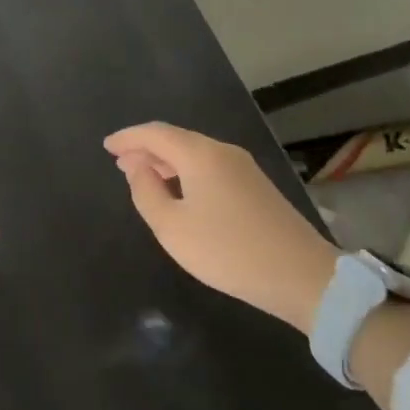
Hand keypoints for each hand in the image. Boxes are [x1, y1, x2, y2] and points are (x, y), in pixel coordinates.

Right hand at [105, 123, 338, 330]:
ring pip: (194, 153)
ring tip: (144, 177)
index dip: (128, 138)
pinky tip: (179, 192)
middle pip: (175, 140)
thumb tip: (138, 169)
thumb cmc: (228, 251)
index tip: (107, 146)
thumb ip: (147, 193)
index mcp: (199, 154)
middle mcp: (221, 151)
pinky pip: (209, 167)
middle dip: (145, 149)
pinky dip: (185, 172)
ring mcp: (243, 167)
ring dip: (166, 162)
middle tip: (120, 164)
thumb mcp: (173, 228)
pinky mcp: (256, 186)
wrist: (302, 276)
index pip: (155, 133)